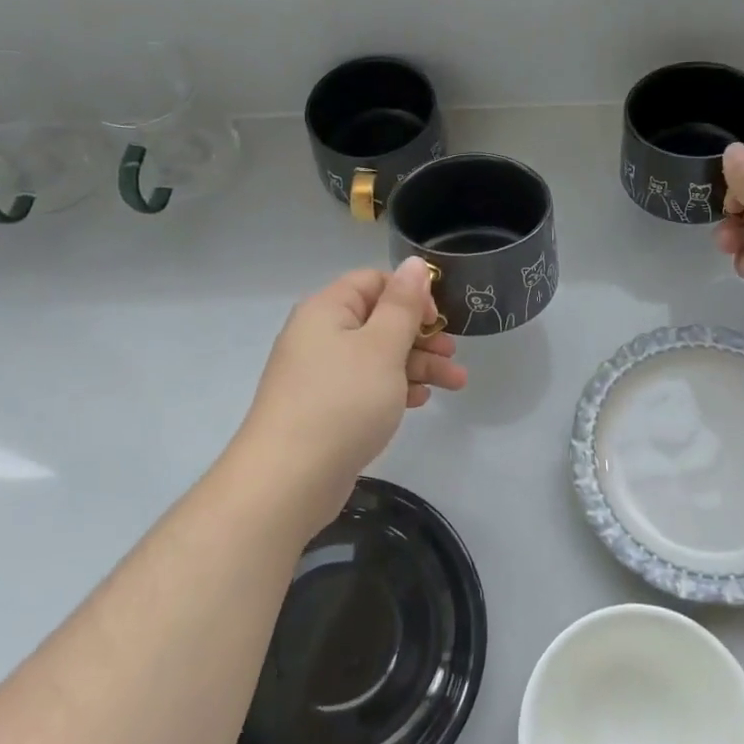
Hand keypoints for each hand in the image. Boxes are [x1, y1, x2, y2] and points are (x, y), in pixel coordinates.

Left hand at [235, 258, 467, 530]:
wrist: (288, 479)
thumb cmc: (342, 401)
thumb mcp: (382, 347)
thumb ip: (403, 305)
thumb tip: (414, 264)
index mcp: (327, 310)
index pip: (373, 282)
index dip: (410, 294)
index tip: (437, 319)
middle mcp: (320, 335)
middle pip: (379, 321)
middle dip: (421, 335)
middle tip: (453, 354)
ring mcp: (321, 374)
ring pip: (377, 357)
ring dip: (417, 365)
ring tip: (455, 384)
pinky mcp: (325, 408)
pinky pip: (366, 386)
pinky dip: (394, 389)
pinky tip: (419, 402)